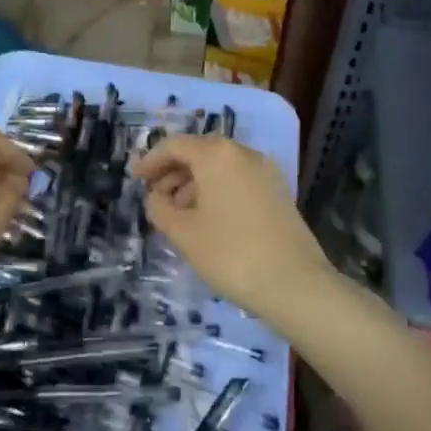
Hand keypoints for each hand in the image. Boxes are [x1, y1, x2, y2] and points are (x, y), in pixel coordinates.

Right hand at [132, 134, 333, 324]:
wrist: (295, 284)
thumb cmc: (231, 254)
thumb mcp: (184, 233)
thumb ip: (160, 209)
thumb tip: (156, 197)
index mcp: (216, 155)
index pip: (175, 146)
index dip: (151, 161)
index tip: (135, 180)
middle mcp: (242, 153)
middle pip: (199, 152)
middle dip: (172, 171)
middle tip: (154, 197)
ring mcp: (264, 171)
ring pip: (219, 166)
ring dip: (194, 182)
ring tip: (178, 213)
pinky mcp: (277, 191)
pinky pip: (237, 179)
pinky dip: (216, 190)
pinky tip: (207, 219)